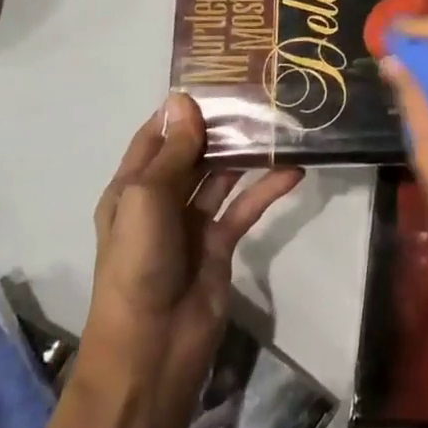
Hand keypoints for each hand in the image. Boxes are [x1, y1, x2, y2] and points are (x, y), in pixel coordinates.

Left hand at [79, 93, 300, 419]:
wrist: (153, 349)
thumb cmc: (139, 265)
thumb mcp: (148, 200)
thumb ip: (173, 153)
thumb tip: (183, 99)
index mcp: (132, 188)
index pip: (157, 136)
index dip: (182, 109)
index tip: (218, 77)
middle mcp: (161, 199)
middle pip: (194, 152)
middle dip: (221, 126)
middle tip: (261, 93)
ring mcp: (192, 222)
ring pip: (223, 175)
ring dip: (247, 153)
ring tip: (281, 122)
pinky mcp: (221, 244)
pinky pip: (246, 206)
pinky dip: (267, 189)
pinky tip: (294, 170)